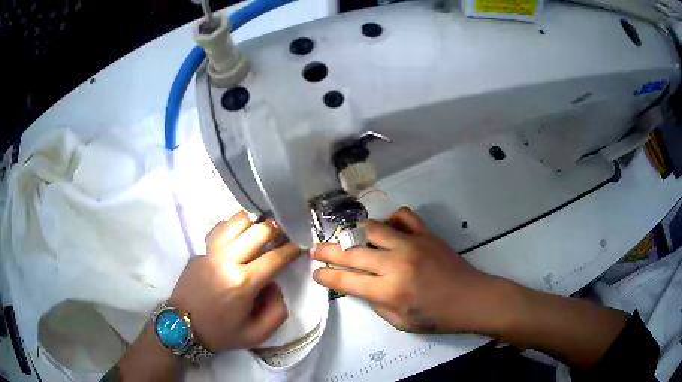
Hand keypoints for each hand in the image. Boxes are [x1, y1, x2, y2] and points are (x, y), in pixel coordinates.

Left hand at [169, 211, 300, 351]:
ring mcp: (210, 252)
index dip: (292, 249)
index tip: (301, 244)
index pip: (275, 257)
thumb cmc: (220, 333)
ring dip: (254, 224)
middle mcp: (226, 261)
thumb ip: (277, 310)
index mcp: (242, 283)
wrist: (182, 327)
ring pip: (236, 221)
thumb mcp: (257, 335)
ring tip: (261, 235)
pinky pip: (220, 229)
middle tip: (284, 237)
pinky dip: (234, 228)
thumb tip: (274, 283)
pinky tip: (238, 239)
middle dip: (277, 231)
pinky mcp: (200, 250)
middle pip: (258, 231)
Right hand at [310, 207, 509, 333]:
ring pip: (372, 228)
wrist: (471, 299)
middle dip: (328, 251)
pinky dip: (390, 220)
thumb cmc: (436, 318)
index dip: (326, 276)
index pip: (346, 280)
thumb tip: (360, 285)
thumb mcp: (400, 322)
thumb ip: (376, 303)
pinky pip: (403, 216)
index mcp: (389, 291)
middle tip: (315, 250)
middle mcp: (396, 264)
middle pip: (352, 252)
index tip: (315, 272)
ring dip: (355, 234)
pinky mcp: (426, 234)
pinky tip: (387, 230)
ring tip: (348, 239)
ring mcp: (412, 244)